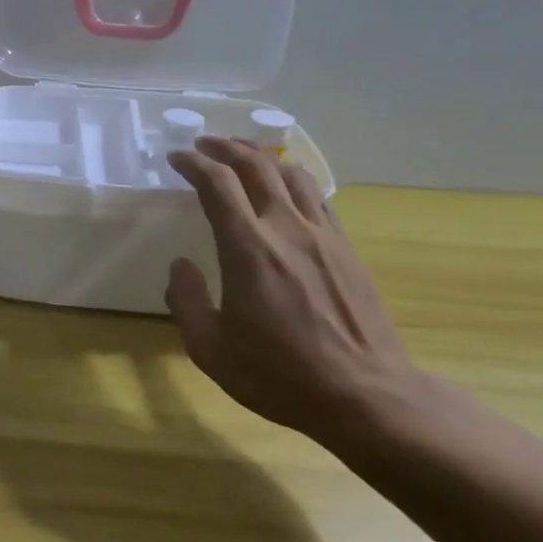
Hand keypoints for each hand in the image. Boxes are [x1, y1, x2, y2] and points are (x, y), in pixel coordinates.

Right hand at [165, 138, 424, 447]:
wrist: (366, 396)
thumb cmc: (279, 375)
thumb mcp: (210, 349)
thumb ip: (186, 301)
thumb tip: (180, 266)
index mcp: (247, 246)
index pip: (216, 183)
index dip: (193, 163)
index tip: (176, 158)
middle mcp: (285, 227)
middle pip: (255, 166)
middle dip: (225, 148)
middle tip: (204, 145)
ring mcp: (322, 235)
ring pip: (291, 174)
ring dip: (261, 157)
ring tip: (243, 155)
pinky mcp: (347, 248)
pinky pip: (317, 196)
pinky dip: (293, 179)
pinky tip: (286, 189)